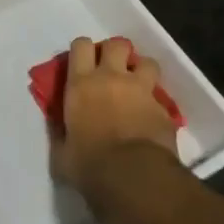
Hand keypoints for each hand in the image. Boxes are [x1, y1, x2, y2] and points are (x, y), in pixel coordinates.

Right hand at [50, 36, 178, 203]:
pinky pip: (160, 99)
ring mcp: (142, 92)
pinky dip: (155, 105)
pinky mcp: (164, 110)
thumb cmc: (91, 166)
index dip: (83, 50)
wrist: (136, 179)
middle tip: (113, 69)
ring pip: (147, 63)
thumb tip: (58, 128)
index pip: (81, 45)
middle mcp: (112, 78)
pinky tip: (151, 120)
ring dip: (142, 71)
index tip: (82, 63)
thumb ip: (60, 135)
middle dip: (116, 52)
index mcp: (81, 85)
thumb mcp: (62, 153)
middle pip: (117, 44)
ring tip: (137, 87)